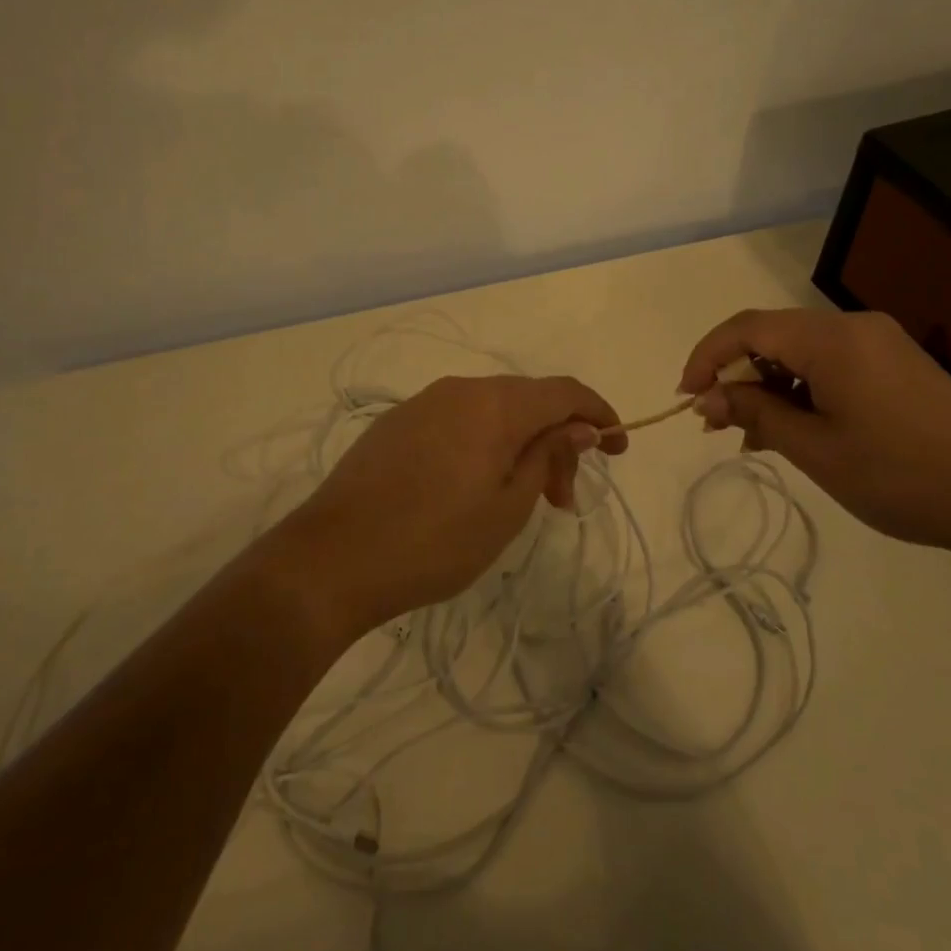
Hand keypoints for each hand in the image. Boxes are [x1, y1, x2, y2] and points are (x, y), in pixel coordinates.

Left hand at [274, 375, 624, 642]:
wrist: (331, 560)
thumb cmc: (435, 541)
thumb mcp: (508, 507)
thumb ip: (549, 455)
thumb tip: (580, 425)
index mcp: (495, 404)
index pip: (565, 391)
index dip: (599, 413)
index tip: (619, 447)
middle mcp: (460, 390)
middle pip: (529, 401)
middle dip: (558, 442)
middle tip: (562, 501)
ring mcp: (423, 404)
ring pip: (493, 412)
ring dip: (521, 446)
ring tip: (522, 501)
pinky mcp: (397, 424)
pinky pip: (459, 421)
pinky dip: (485, 446)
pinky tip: (477, 486)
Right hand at [680, 309, 950, 562]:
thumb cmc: (900, 475)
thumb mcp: (815, 449)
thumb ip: (755, 414)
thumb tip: (705, 399)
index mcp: (832, 339)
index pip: (747, 328)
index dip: (707, 357)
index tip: (686, 398)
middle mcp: (854, 327)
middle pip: (773, 336)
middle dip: (737, 376)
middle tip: (718, 427)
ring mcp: (880, 344)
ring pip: (801, 353)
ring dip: (769, 388)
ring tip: (755, 439)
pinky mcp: (896, 365)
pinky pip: (831, 366)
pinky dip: (802, 392)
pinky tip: (797, 431)